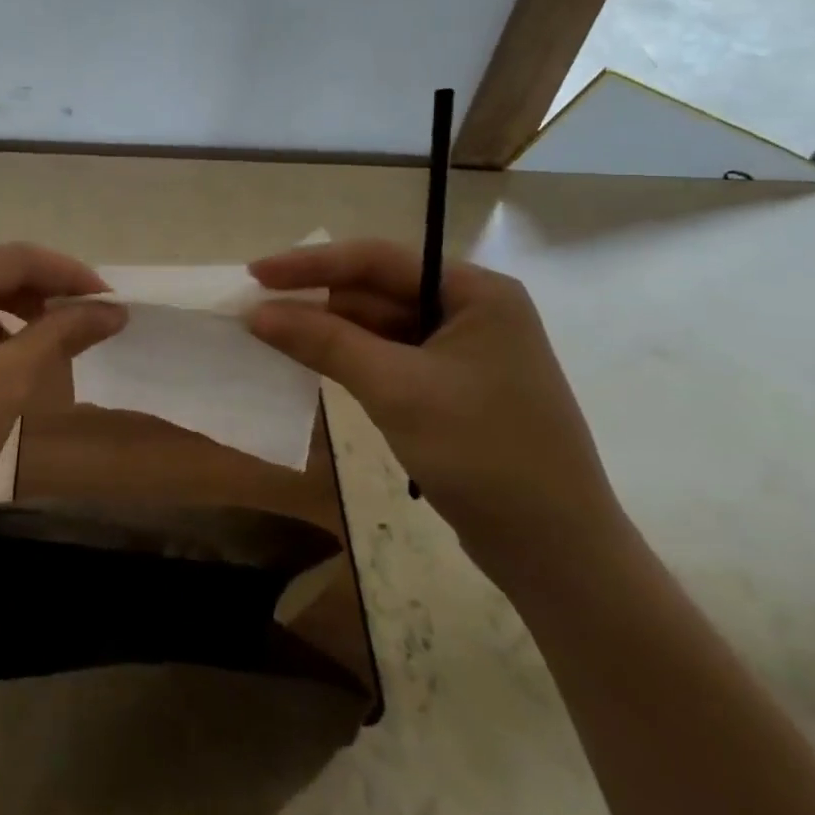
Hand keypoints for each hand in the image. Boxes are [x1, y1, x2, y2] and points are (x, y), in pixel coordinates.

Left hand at [0, 243, 125, 545]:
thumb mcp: (8, 381)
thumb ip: (61, 334)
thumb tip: (112, 309)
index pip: (14, 258)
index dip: (68, 274)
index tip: (111, 300)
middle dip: (42, 295)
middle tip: (86, 322)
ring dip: (16, 317)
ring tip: (51, 344)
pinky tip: (4, 368)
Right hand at [247, 239, 624, 586]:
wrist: (557, 554)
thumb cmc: (483, 453)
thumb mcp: (396, 389)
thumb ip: (324, 341)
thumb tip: (257, 312)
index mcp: (475, 292)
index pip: (379, 261)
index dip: (312, 264)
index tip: (257, 273)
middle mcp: (473, 311)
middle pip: (379, 291)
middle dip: (319, 300)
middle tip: (257, 310)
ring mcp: (465, 353)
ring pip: (381, 327)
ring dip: (331, 331)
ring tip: (273, 336)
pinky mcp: (455, 389)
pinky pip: (391, 358)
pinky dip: (352, 360)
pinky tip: (315, 364)